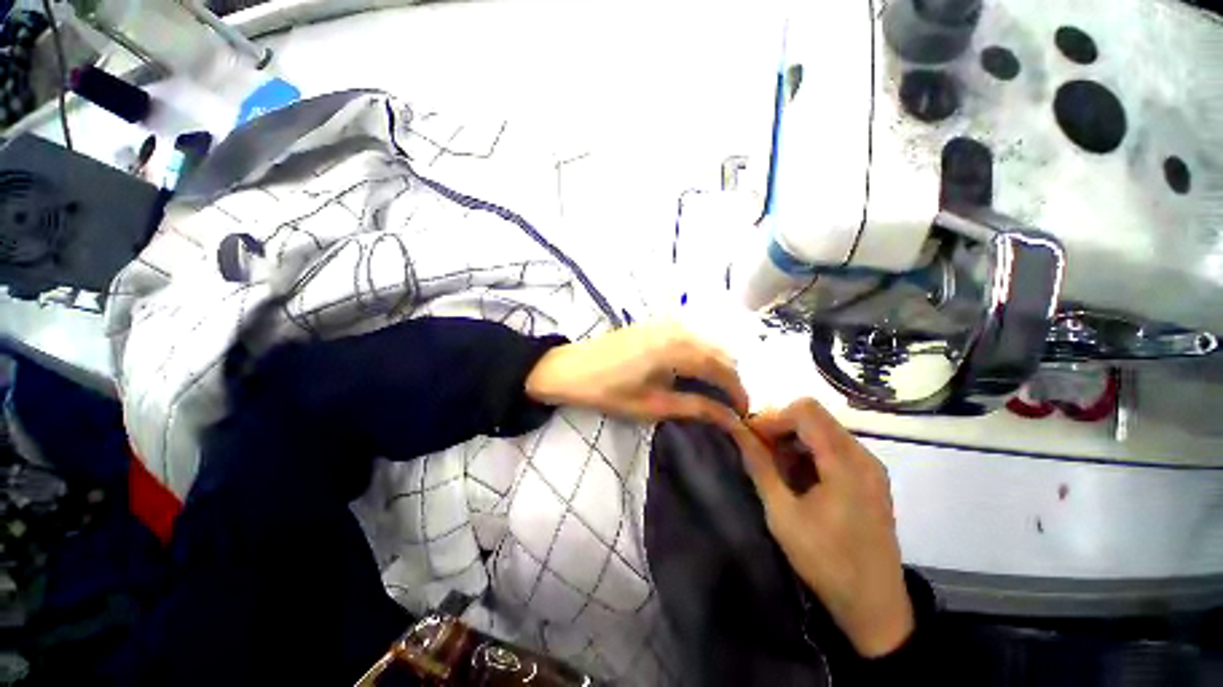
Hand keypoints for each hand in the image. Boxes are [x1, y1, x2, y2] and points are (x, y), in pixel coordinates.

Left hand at [525, 321, 748, 431]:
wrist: (570, 367)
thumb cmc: (608, 390)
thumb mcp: (653, 405)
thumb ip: (694, 407)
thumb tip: (729, 418)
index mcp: (678, 348)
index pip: (722, 368)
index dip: (738, 391)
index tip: (744, 413)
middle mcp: (678, 328)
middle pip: (719, 352)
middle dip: (730, 378)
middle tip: (731, 405)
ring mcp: (667, 322)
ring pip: (707, 342)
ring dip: (717, 365)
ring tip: (716, 392)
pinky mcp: (657, 323)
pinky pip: (692, 336)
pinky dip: (702, 353)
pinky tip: (696, 371)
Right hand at [727, 399, 913, 657]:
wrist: (875, 607)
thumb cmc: (826, 561)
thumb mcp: (783, 514)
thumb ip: (759, 466)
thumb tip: (736, 432)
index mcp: (846, 463)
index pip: (805, 411)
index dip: (773, 417)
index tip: (751, 438)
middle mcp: (863, 456)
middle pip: (815, 417)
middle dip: (780, 427)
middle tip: (758, 452)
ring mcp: (870, 467)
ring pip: (823, 430)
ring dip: (793, 440)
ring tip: (775, 468)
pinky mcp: (870, 478)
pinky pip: (833, 448)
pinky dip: (808, 453)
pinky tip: (797, 478)